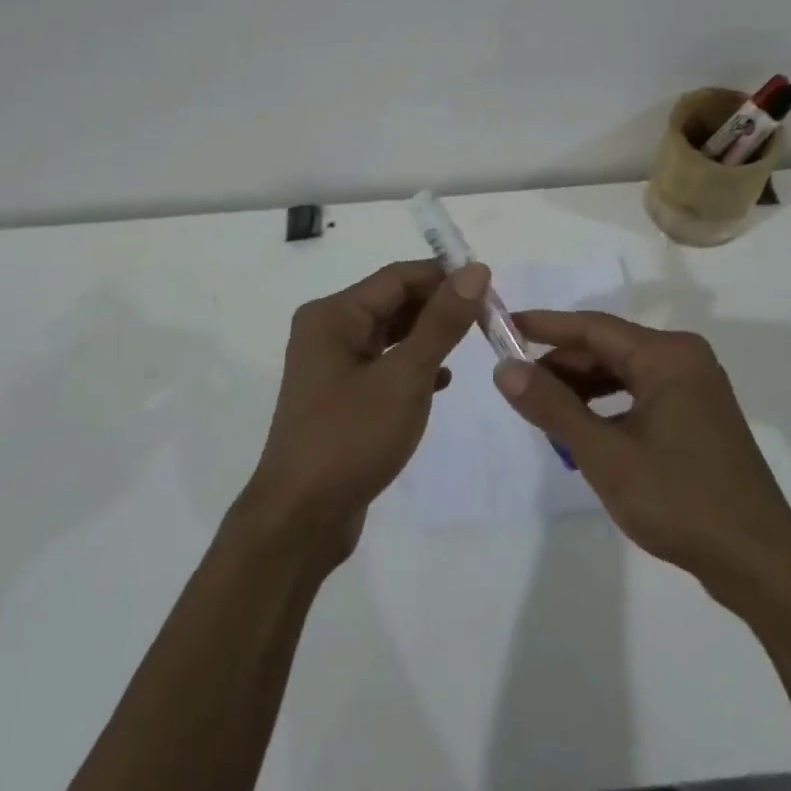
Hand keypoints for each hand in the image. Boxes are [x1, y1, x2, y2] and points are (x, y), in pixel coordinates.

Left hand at [242, 260, 486, 565]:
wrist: (300, 520)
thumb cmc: (350, 439)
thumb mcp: (404, 377)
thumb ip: (441, 322)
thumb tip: (475, 270)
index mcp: (334, 315)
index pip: (398, 277)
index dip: (445, 277)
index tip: (490, 288)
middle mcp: (328, 330)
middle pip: (393, 302)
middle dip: (439, 306)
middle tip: (488, 318)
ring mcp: (331, 365)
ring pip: (390, 334)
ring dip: (428, 336)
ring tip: (472, 342)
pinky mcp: (340, 396)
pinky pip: (383, 364)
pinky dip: (413, 365)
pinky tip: (442, 381)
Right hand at [497, 311, 790, 600]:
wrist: (758, 563)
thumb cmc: (679, 499)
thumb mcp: (605, 454)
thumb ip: (553, 407)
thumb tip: (505, 369)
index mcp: (667, 356)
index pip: (593, 327)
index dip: (546, 327)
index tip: (505, 326)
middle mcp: (684, 360)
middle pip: (609, 349)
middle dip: (562, 365)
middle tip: (518, 383)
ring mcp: (695, 389)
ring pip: (624, 374)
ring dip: (583, 389)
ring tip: (544, 410)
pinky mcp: (698, 417)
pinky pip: (641, 396)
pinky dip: (609, 407)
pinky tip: (584, 430)